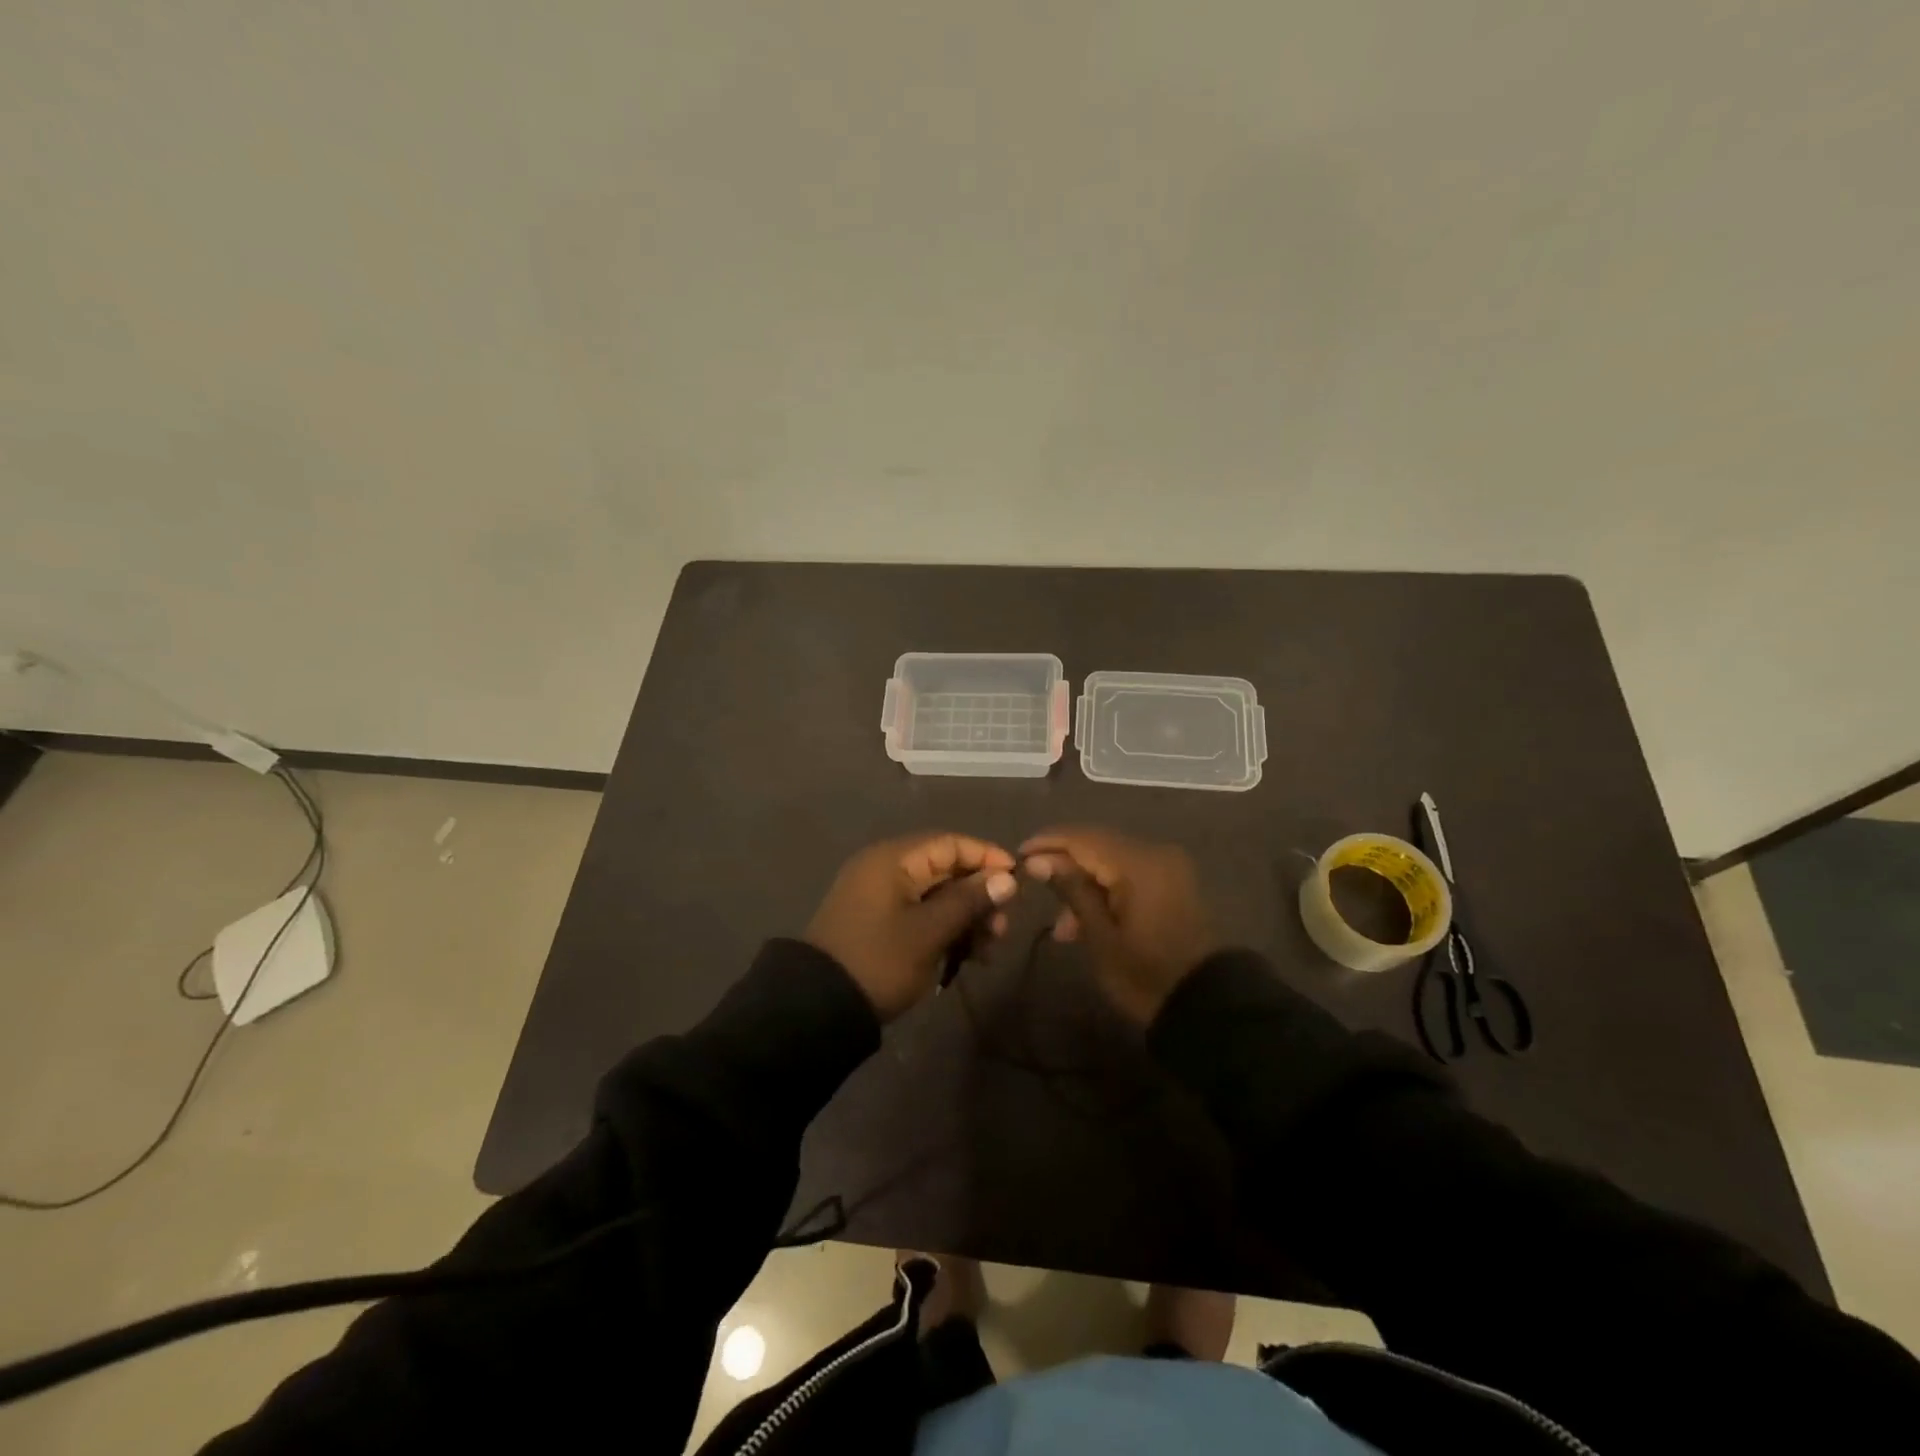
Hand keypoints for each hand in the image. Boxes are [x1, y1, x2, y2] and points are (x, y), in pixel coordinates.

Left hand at [805, 833, 1018, 1021]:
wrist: (818, 1007)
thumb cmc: (879, 961)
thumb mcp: (929, 932)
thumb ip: (969, 901)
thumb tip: (1007, 878)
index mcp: (893, 859)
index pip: (950, 843)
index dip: (987, 858)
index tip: (1018, 882)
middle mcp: (886, 868)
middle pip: (946, 869)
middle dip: (979, 896)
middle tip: (1002, 929)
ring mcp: (880, 896)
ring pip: (937, 895)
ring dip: (966, 917)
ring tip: (987, 951)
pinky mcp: (879, 922)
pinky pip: (921, 913)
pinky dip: (945, 929)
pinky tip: (966, 956)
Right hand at [1020, 827, 1219, 1024]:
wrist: (1208, 1006)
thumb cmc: (1147, 975)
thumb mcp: (1101, 937)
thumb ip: (1072, 890)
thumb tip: (1039, 861)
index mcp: (1139, 863)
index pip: (1083, 838)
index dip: (1048, 843)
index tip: (1018, 857)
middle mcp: (1155, 853)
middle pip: (1098, 844)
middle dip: (1064, 864)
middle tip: (1035, 889)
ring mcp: (1168, 867)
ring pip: (1112, 860)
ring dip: (1084, 881)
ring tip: (1063, 926)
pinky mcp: (1174, 883)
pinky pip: (1130, 873)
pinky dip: (1106, 888)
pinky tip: (1088, 919)